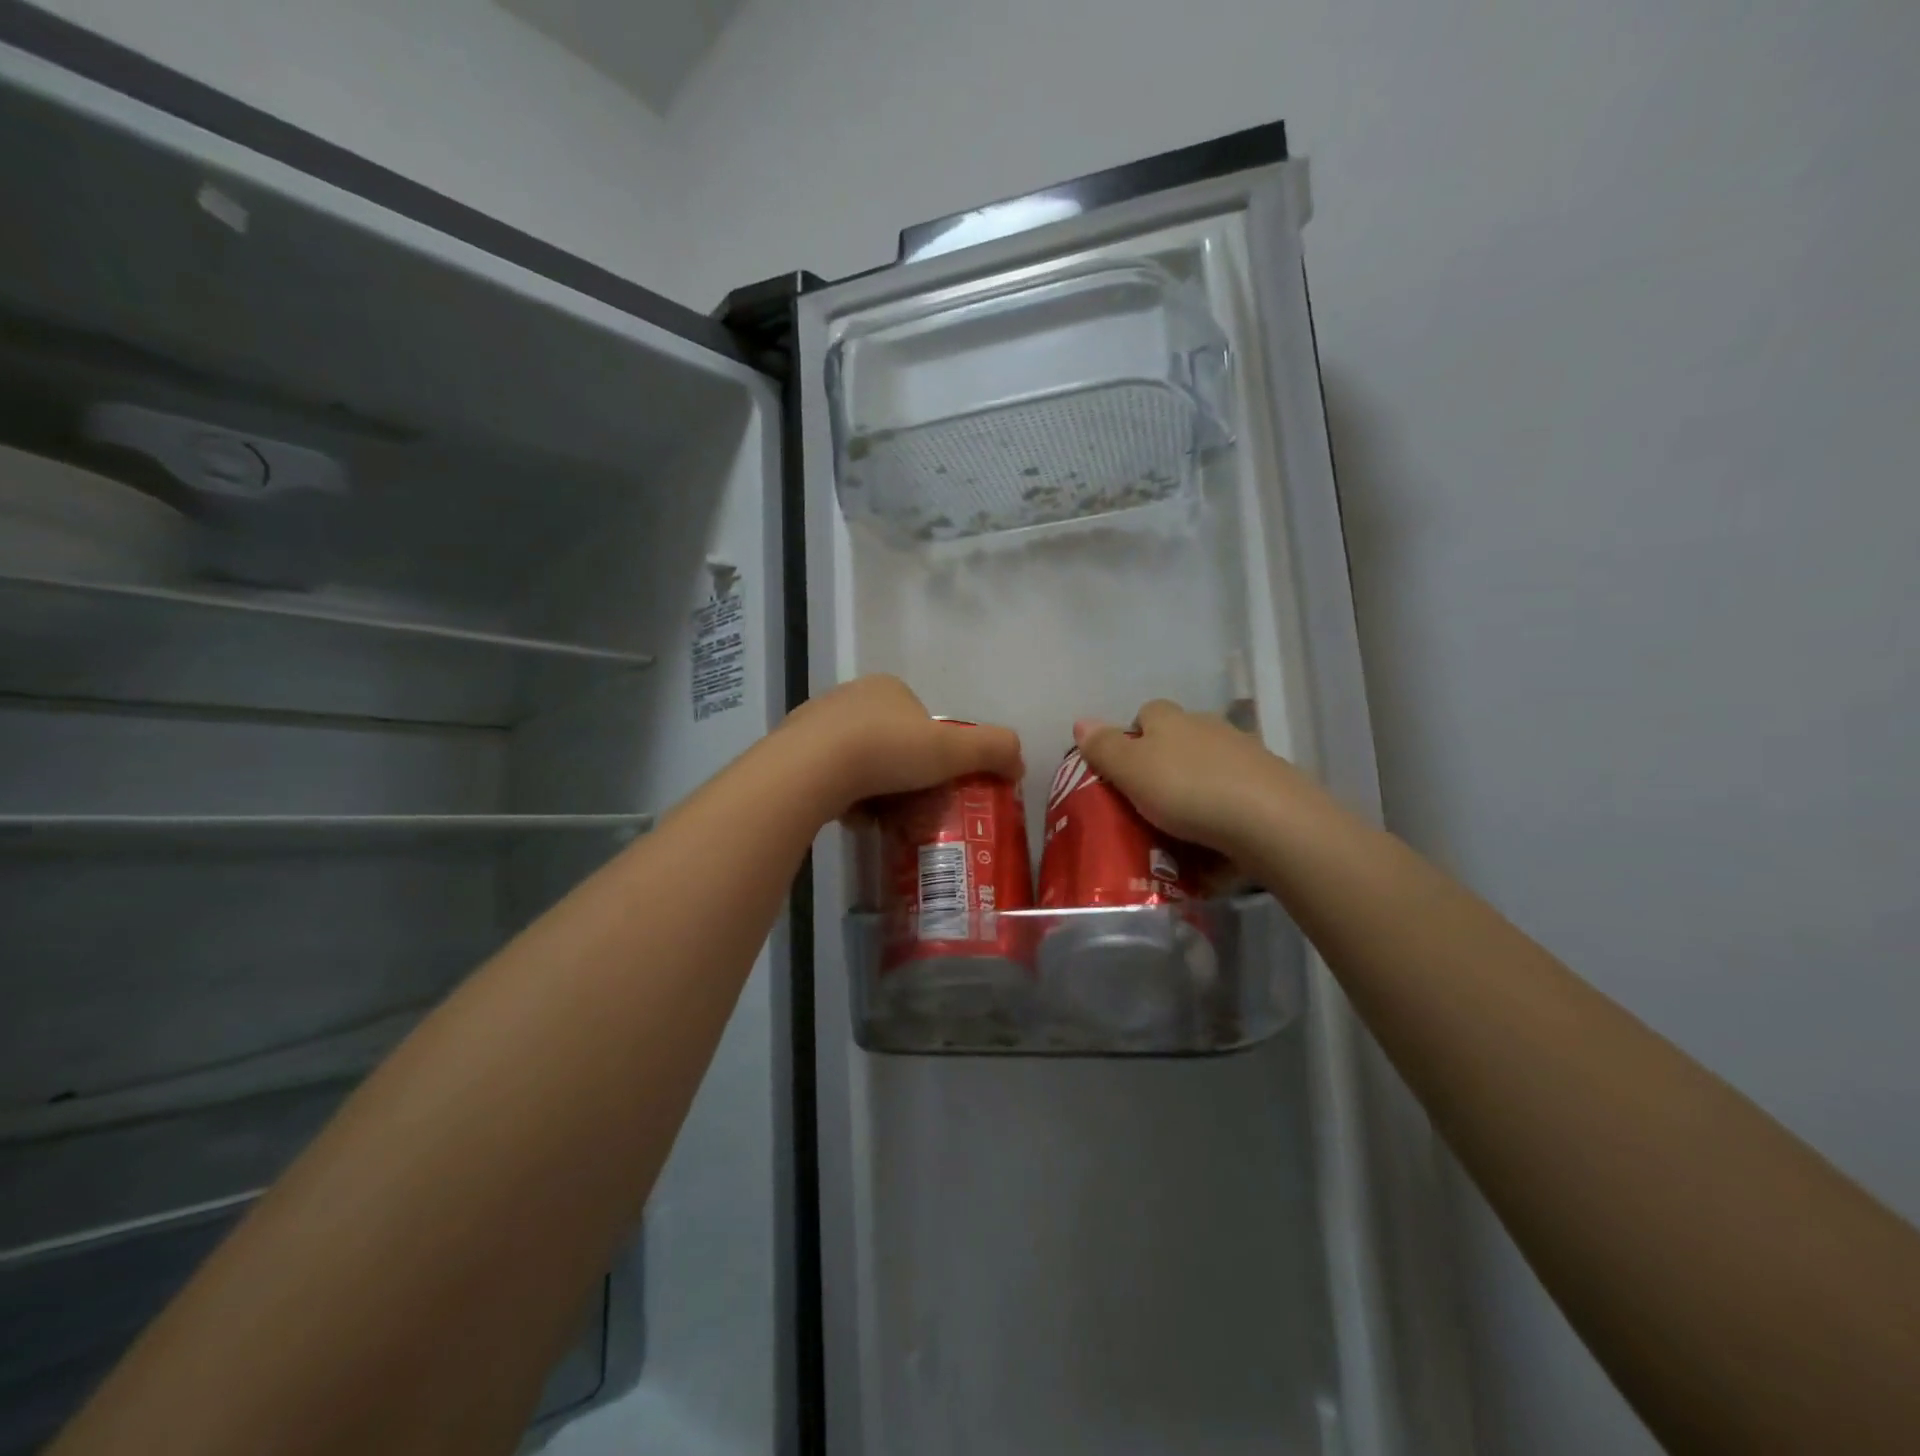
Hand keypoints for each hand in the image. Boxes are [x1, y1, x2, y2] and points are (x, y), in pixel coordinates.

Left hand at [780, 675, 1023, 818]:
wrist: (810, 769)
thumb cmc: (887, 751)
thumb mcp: (952, 750)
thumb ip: (994, 750)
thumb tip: (1021, 762)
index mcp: (887, 689)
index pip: (922, 722)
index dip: (934, 755)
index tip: (935, 784)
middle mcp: (850, 697)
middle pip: (890, 743)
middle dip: (903, 776)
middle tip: (911, 807)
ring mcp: (815, 723)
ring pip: (858, 762)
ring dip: (874, 790)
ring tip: (881, 819)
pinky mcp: (791, 752)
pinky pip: (829, 777)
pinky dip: (845, 798)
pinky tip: (851, 818)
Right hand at [1073, 700, 1312, 858]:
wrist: (1270, 819)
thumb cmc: (1186, 790)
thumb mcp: (1131, 770)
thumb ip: (1104, 747)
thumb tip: (1081, 721)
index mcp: (1171, 719)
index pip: (1146, 713)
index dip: (1132, 737)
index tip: (1125, 771)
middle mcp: (1209, 726)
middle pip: (1180, 738)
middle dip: (1165, 764)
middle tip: (1150, 803)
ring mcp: (1245, 753)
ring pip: (1210, 766)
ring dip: (1197, 787)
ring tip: (1185, 828)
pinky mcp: (1270, 784)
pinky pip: (1237, 794)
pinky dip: (1225, 811)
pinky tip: (1218, 841)